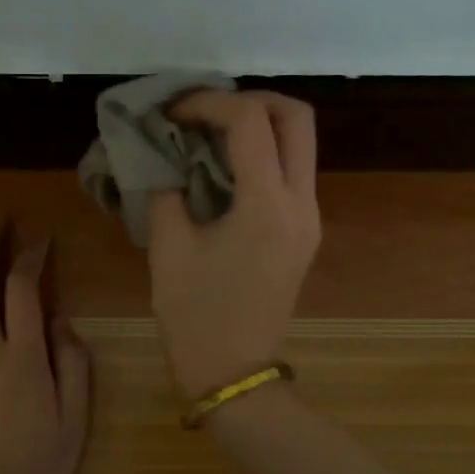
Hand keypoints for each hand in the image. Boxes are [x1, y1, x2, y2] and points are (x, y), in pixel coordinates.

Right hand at [148, 90, 321, 397]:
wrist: (235, 374)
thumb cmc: (196, 316)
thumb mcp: (168, 248)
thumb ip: (166, 189)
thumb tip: (164, 156)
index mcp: (267, 205)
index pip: (250, 121)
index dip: (208, 102)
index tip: (172, 112)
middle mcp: (301, 203)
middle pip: (297, 118)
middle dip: (251, 99)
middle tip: (206, 110)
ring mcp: (309, 217)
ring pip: (300, 142)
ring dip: (259, 124)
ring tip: (209, 132)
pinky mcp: (304, 231)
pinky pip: (291, 170)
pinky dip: (262, 152)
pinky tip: (222, 164)